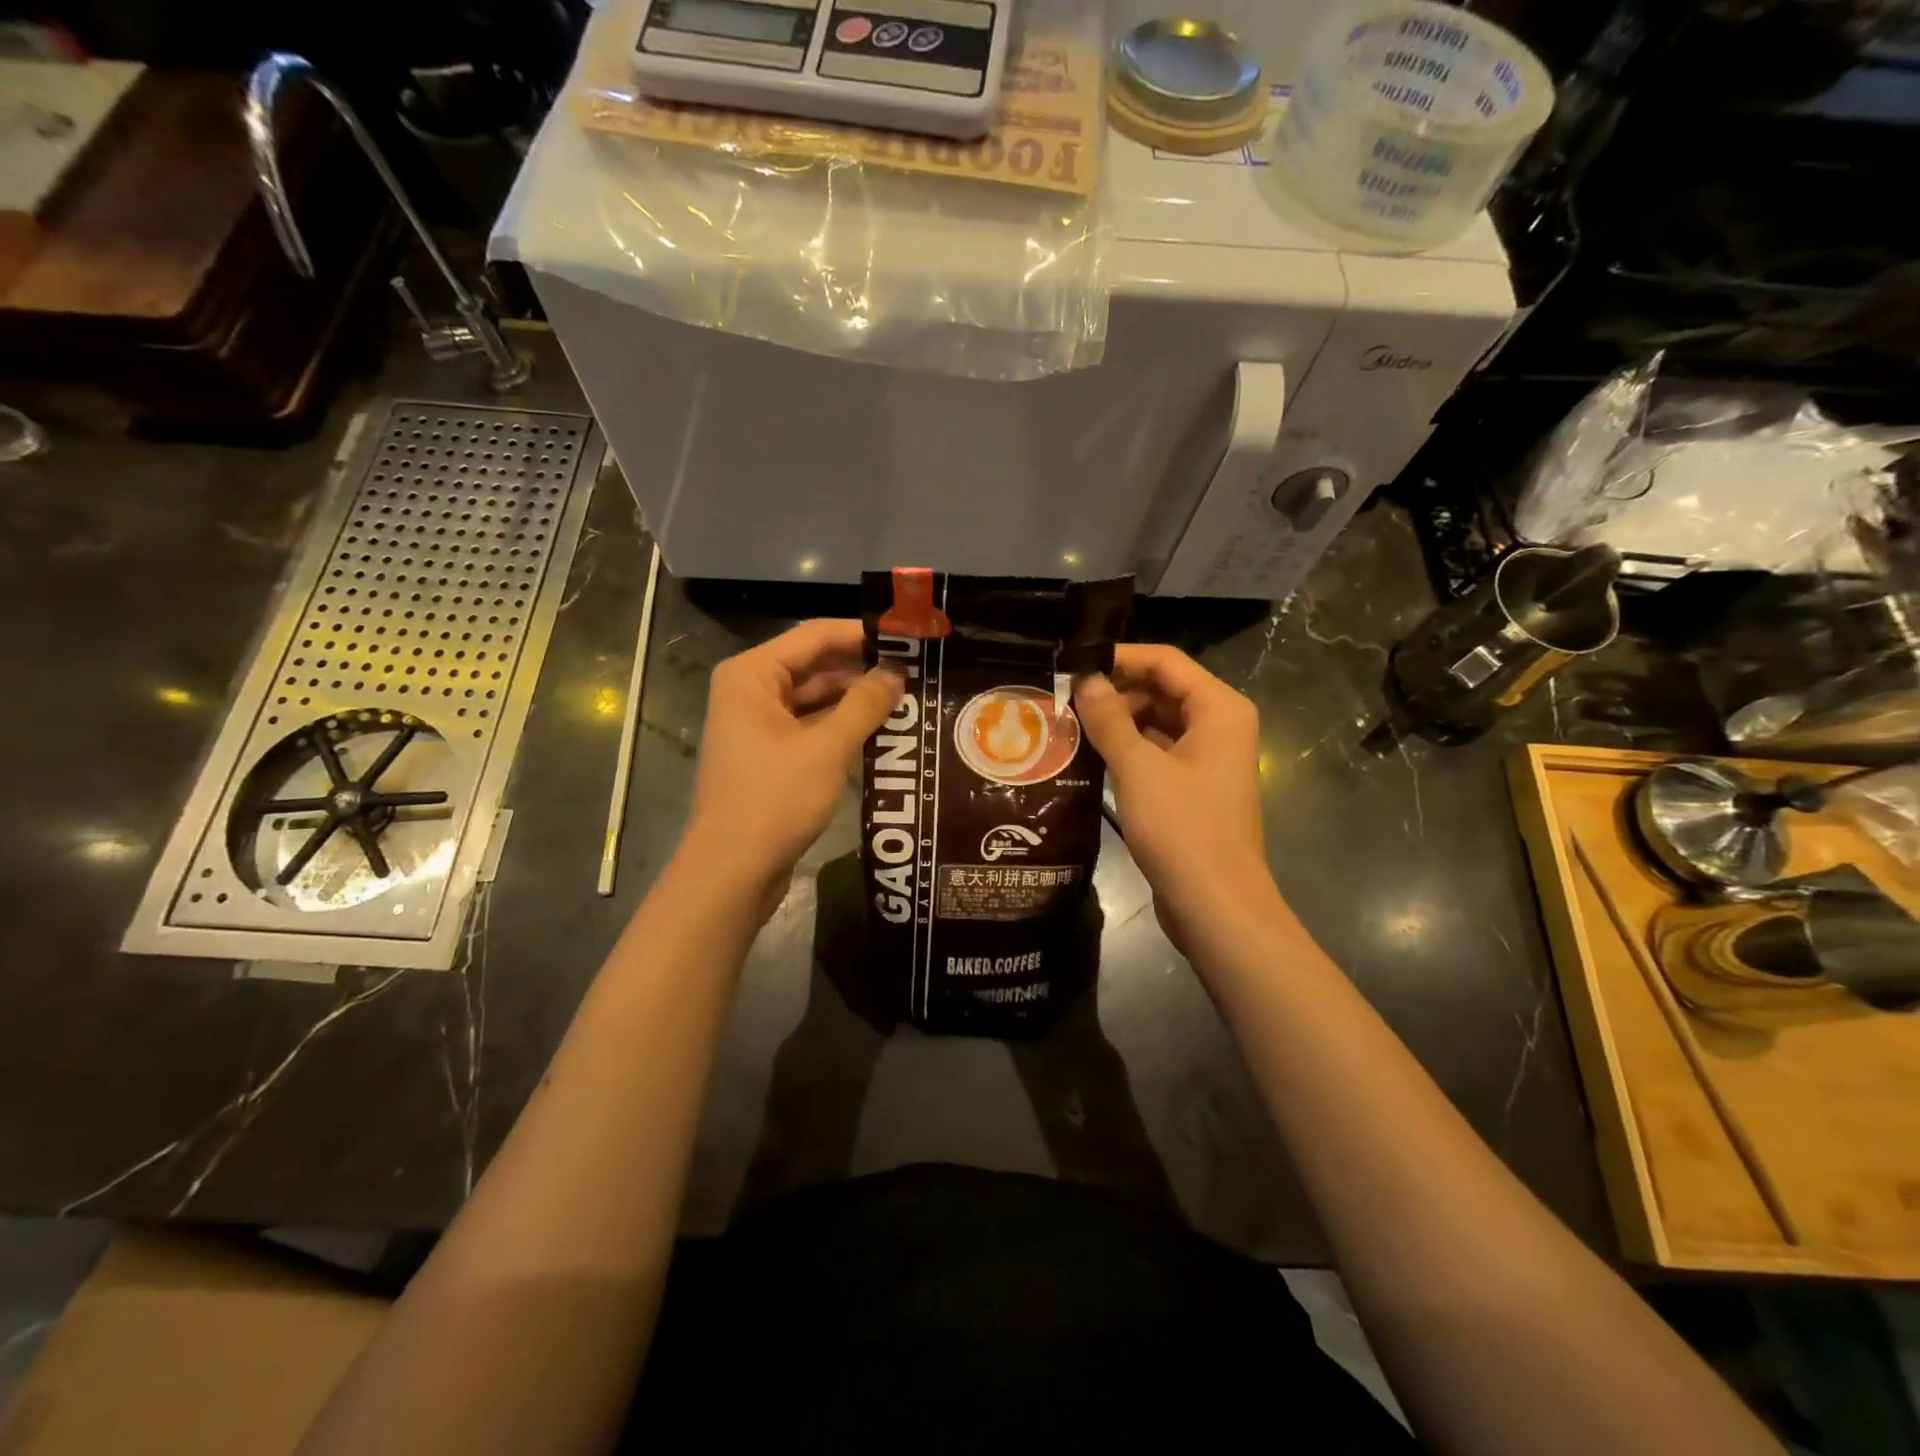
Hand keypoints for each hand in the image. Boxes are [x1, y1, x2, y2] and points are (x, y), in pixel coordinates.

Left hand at [681, 620, 900, 911]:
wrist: (732, 870)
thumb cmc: (774, 800)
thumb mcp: (827, 748)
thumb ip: (864, 705)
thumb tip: (896, 673)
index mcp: (752, 675)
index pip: (815, 636)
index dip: (862, 634)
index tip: (907, 637)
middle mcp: (750, 691)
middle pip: (814, 665)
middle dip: (862, 669)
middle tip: (916, 670)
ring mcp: (757, 725)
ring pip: (814, 699)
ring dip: (855, 701)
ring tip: (907, 700)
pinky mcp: (768, 755)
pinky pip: (809, 727)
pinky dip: (840, 728)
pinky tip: (880, 732)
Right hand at [1074, 645, 1279, 955]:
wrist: (1215, 905)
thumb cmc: (1182, 828)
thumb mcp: (1138, 767)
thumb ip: (1109, 719)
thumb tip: (1084, 681)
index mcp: (1219, 709)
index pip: (1165, 661)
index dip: (1119, 657)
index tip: (1073, 664)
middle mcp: (1219, 726)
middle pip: (1162, 689)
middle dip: (1115, 691)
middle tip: (1064, 699)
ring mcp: (1208, 760)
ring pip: (1158, 723)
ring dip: (1118, 722)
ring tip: (1069, 726)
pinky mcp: (1194, 789)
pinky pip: (1158, 753)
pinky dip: (1128, 750)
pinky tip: (1090, 757)